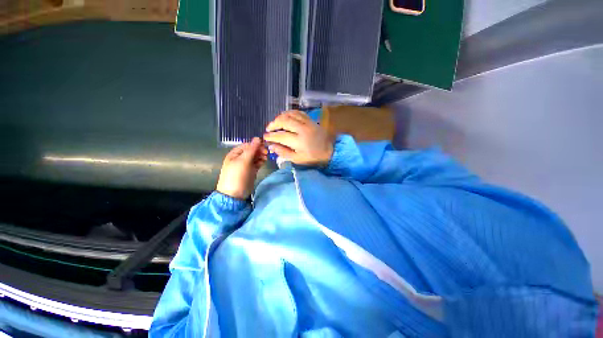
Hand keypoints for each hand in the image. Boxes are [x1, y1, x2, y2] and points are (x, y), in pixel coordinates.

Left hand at [216, 137, 267, 199]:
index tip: (265, 146)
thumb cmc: (237, 176)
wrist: (234, 194)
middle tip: (267, 153)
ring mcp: (246, 165)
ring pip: (255, 157)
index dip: (256, 144)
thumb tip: (258, 138)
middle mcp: (241, 158)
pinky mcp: (251, 171)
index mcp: (235, 154)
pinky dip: (261, 161)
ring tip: (266, 157)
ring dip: (261, 155)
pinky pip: (257, 163)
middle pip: (252, 150)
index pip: (247, 145)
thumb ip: (251, 149)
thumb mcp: (243, 161)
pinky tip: (265, 161)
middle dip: (259, 150)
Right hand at [264, 110, 334, 165]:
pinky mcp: (311, 120)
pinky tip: (286, 117)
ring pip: (290, 114)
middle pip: (284, 121)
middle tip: (269, 128)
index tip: (265, 137)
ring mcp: (307, 123)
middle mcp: (303, 129)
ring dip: (280, 117)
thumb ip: (284, 153)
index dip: (271, 136)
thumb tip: (272, 146)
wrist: (330, 150)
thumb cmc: (313, 157)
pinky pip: (298, 112)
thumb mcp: (298, 159)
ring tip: (276, 122)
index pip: (281, 136)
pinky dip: (290, 113)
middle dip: (273, 124)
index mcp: (299, 141)